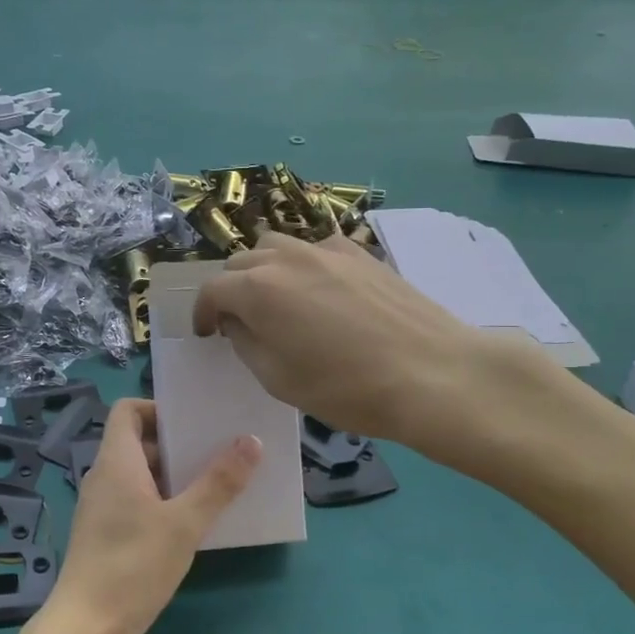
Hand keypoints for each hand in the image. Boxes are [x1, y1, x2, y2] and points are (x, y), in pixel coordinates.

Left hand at [38, 398, 258, 633]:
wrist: (87, 629)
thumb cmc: (133, 566)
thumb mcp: (184, 523)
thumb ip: (218, 482)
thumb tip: (251, 441)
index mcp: (116, 462)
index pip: (128, 411)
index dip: (158, 408)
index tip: (194, 422)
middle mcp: (104, 477)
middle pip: (138, 442)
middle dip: (177, 444)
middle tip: (219, 450)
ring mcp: (103, 508)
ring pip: (140, 475)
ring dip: (175, 475)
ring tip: (217, 483)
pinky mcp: (107, 535)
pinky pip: (137, 502)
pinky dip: (164, 501)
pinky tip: (194, 522)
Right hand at [190, 234, 562, 470]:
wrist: (432, 373)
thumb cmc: (346, 387)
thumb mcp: (278, 379)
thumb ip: (246, 342)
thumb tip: (237, 321)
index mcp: (257, 289)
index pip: (211, 290)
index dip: (202, 313)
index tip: (208, 334)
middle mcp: (285, 257)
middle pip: (240, 262)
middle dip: (231, 290)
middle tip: (242, 322)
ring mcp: (326, 249)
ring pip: (276, 246)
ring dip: (264, 270)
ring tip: (278, 300)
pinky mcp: (360, 253)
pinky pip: (315, 248)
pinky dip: (303, 264)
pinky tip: (321, 291)